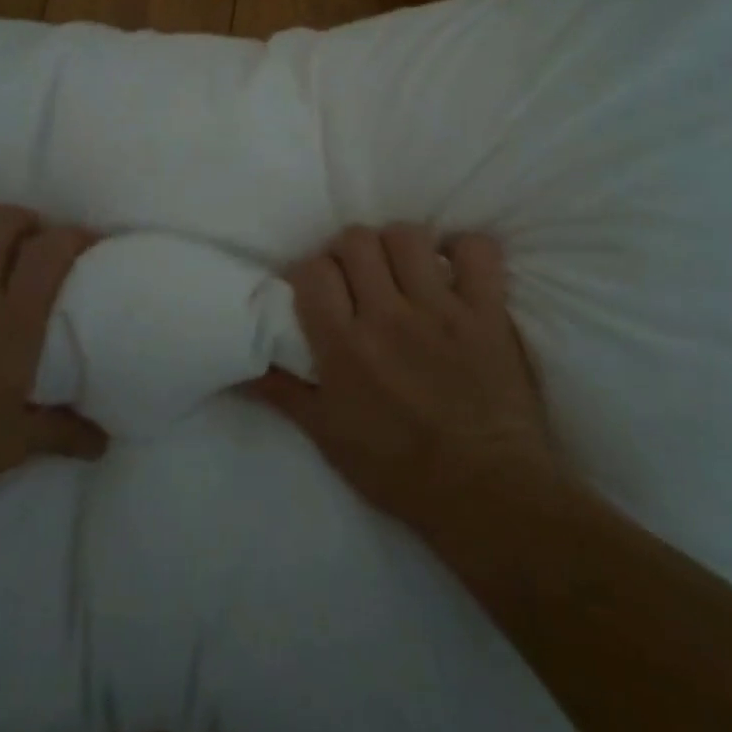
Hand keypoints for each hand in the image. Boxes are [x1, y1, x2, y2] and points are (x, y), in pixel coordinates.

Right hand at [246, 225, 556, 527]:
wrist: (485, 494)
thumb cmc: (399, 471)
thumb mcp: (328, 438)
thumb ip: (283, 392)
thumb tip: (243, 363)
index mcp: (344, 347)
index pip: (313, 271)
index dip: (311, 272)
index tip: (319, 288)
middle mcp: (388, 318)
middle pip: (356, 240)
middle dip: (350, 251)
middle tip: (359, 275)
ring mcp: (442, 310)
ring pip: (407, 236)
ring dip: (399, 246)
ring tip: (404, 269)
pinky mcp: (487, 312)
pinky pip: (477, 250)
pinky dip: (465, 249)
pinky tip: (455, 267)